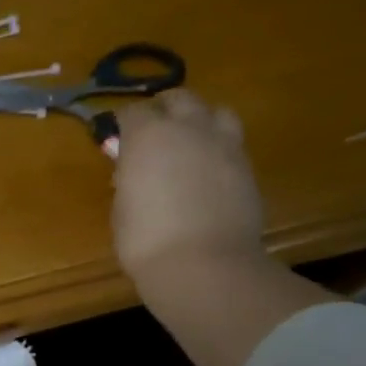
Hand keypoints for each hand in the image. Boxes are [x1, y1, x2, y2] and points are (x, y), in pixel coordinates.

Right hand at [111, 89, 267, 286]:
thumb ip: (128, 181)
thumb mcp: (122, 210)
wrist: (203, 266)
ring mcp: (224, 144)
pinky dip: (218, 149)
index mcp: (148, 136)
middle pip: (178, 99)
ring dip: (200, 120)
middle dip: (164, 109)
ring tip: (190, 143)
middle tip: (154, 132)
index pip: (132, 112)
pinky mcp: (247, 166)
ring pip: (215, 112)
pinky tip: (209, 171)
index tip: (117, 139)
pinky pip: (231, 143)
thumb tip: (132, 172)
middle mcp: (188, 128)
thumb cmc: (146, 242)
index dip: (123, 124)